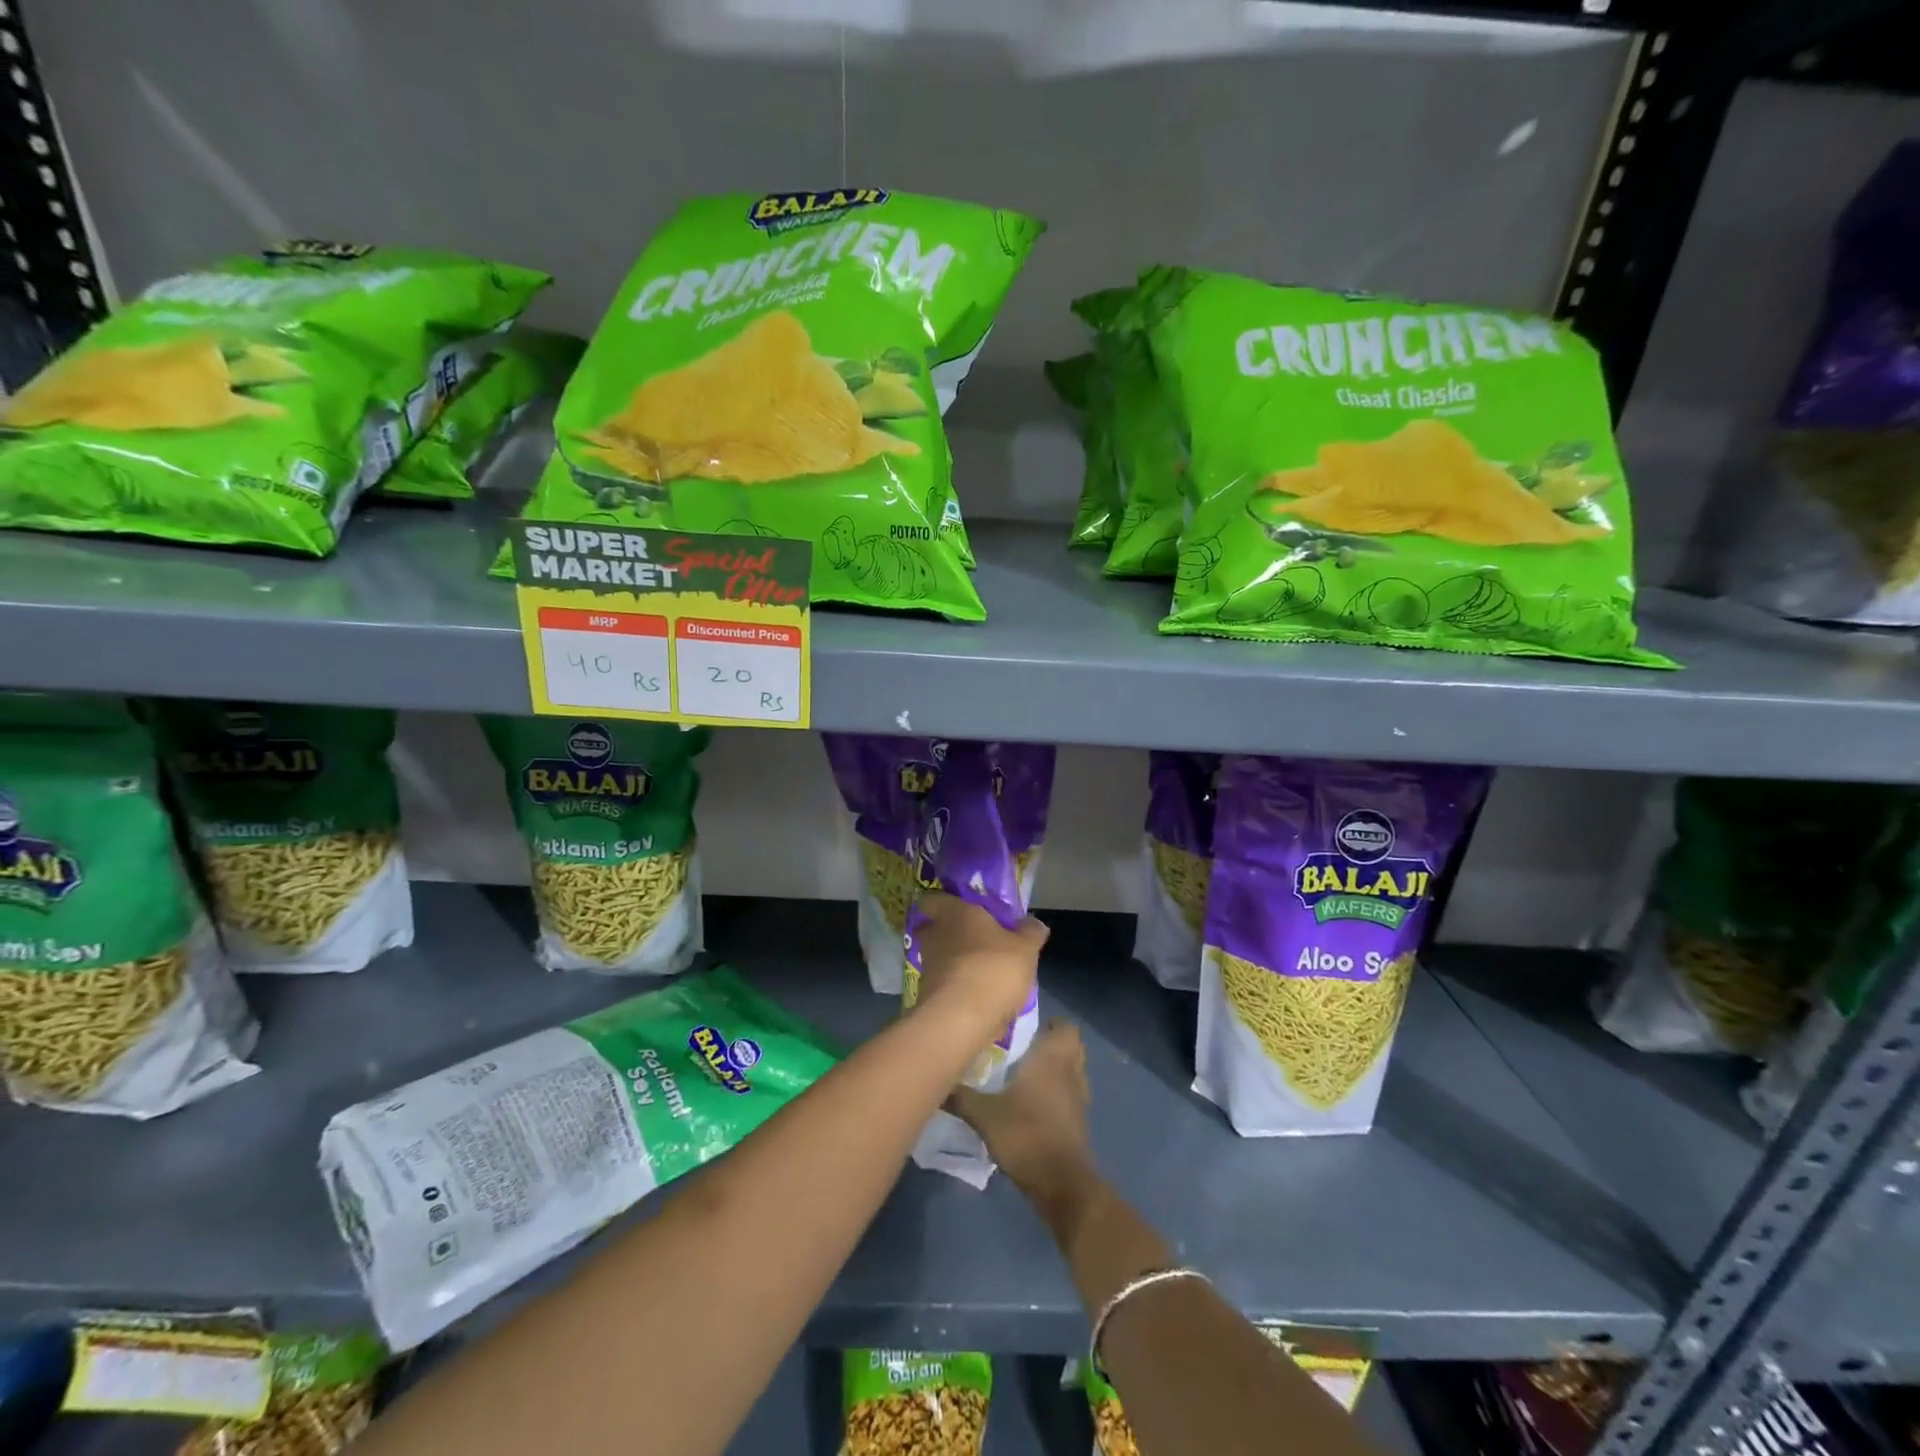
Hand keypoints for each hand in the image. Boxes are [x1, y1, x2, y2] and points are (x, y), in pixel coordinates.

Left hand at [911, 892, 1046, 1033]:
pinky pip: (943, 985)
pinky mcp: (928, 997)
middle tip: (970, 938)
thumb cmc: (994, 968)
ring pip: (937, 958)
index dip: (942, 902)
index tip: (957, 907)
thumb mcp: (1025, 948)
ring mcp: (928, 967)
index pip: (933, 899)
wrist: (962, 1019)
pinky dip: (955, 988)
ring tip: (979, 970)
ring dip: (953, 962)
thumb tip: (1033, 922)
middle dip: (945, 932)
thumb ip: (1030, 932)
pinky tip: (976, 996)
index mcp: (955, 913)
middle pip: (931, 929)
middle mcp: (935, 936)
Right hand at [949, 1020, 1091, 1198]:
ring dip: (1057, 1069)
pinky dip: (1058, 1093)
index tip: (1026, 1027)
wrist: (1061, 1183)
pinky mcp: (1079, 1121)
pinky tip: (1033, 1104)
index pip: (1065, 1027)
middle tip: (1023, 1048)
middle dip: (1052, 1044)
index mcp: (1052, 1058)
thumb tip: (937, 1084)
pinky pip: (1071, 1094)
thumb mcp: (984, 1116)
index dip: (1050, 1023)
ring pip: (1073, 1070)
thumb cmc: (1026, 1135)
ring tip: (1025, 1074)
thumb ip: (961, 1097)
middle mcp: (1070, 1071)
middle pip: (1071, 1046)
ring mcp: (1079, 1097)